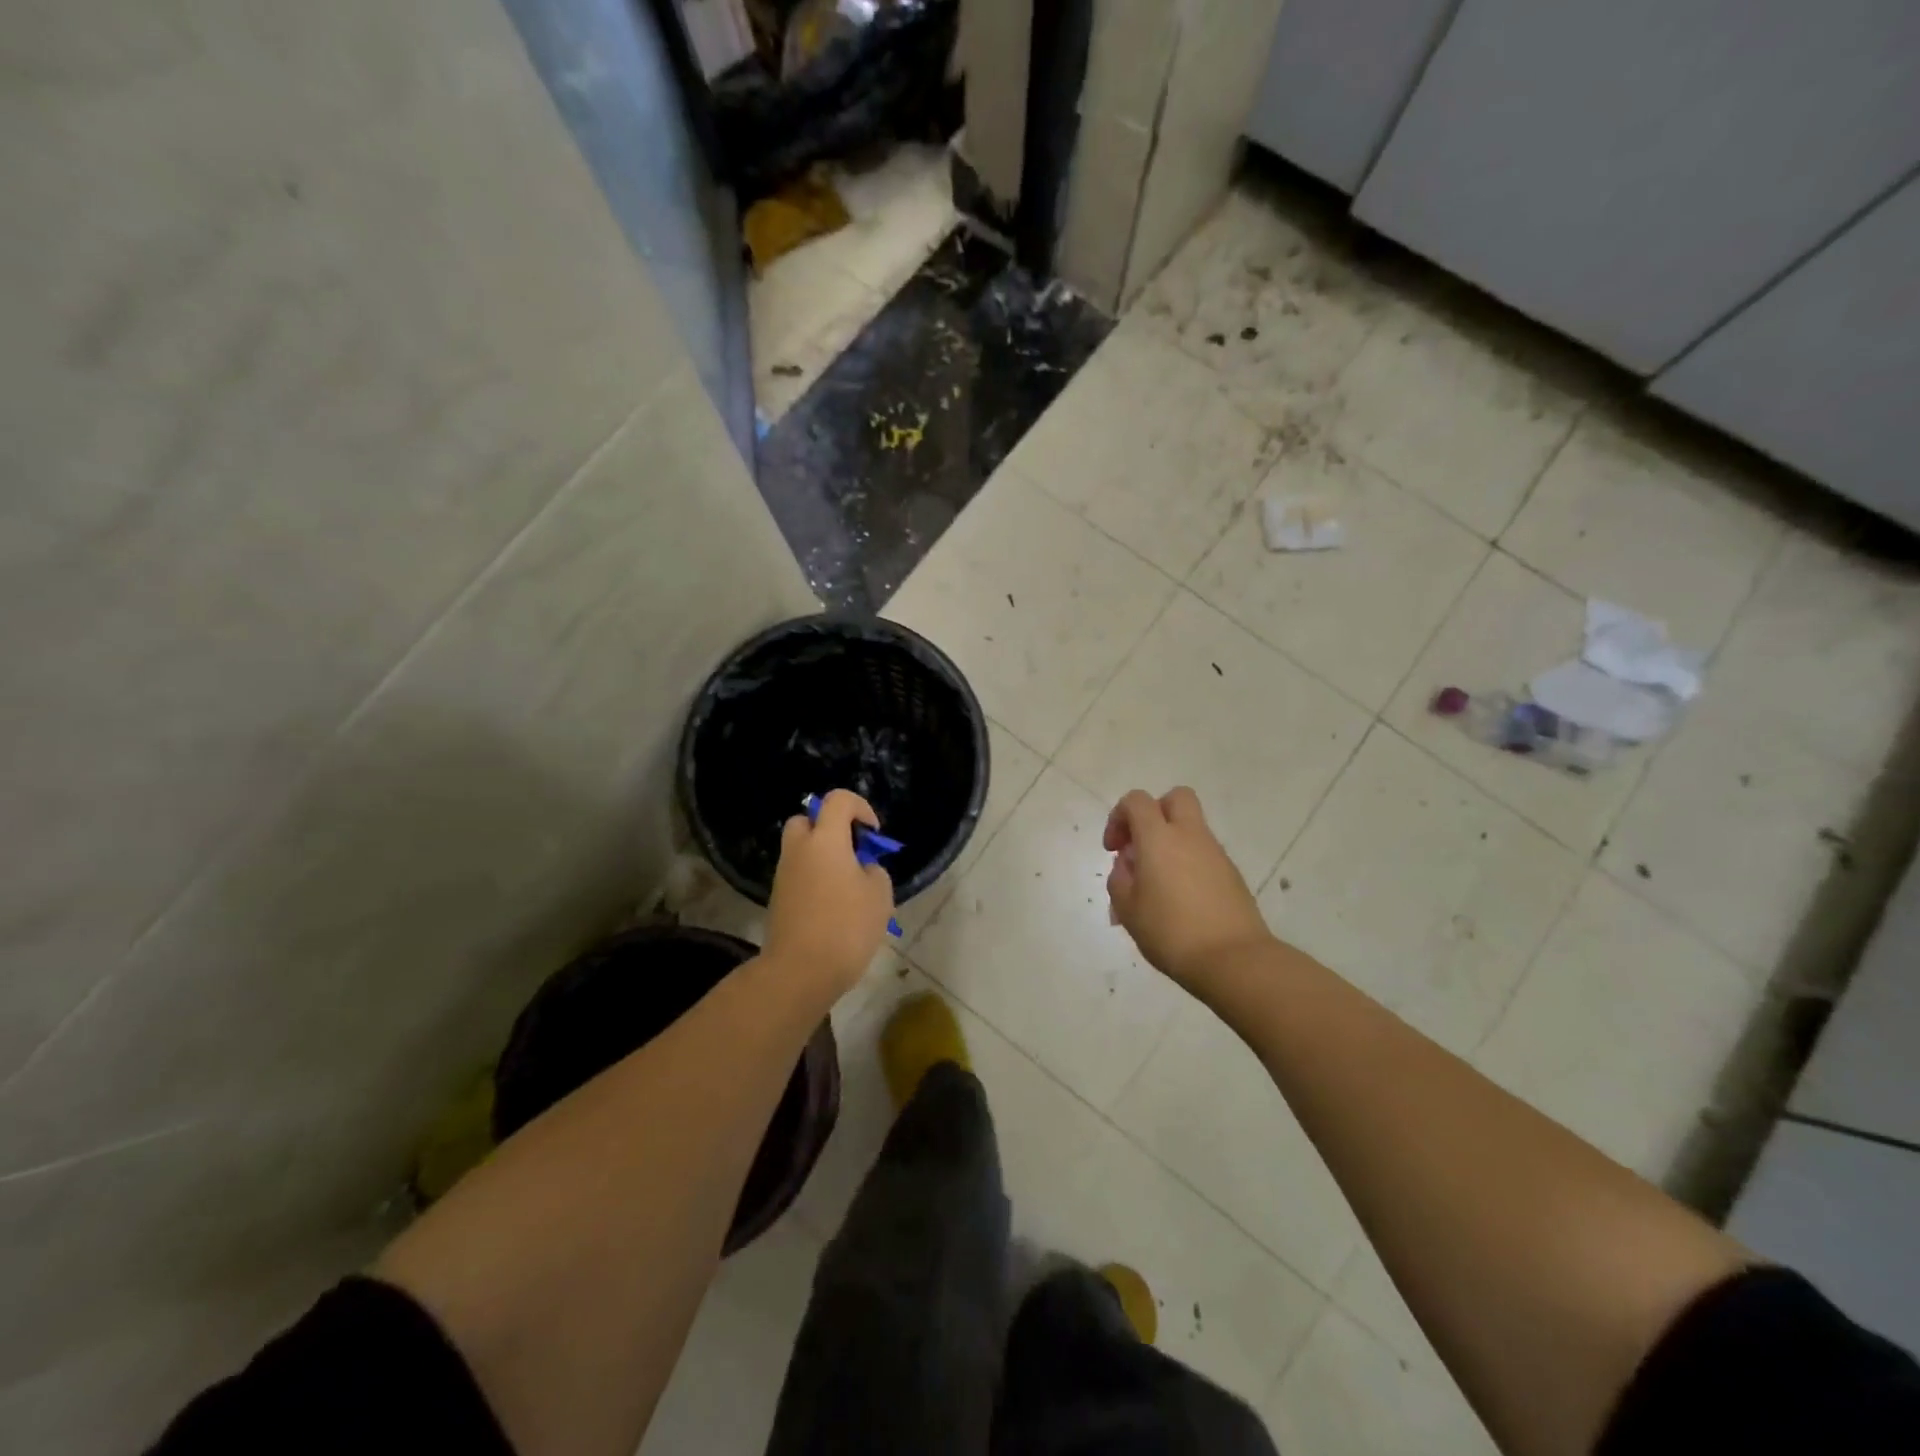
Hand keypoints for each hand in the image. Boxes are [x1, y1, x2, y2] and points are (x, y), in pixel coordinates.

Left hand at [764, 789, 894, 998]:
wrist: (800, 971)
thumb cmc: (846, 927)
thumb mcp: (879, 895)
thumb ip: (873, 870)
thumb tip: (861, 869)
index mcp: (825, 840)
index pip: (838, 800)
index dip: (860, 807)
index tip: (873, 834)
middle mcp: (799, 849)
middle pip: (807, 820)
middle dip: (830, 828)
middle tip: (852, 853)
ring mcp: (784, 874)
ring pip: (801, 849)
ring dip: (822, 855)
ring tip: (848, 885)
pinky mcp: (778, 898)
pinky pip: (798, 873)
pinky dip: (814, 878)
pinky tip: (833, 905)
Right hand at [1105, 787, 1271, 993]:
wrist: (1234, 960)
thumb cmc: (1171, 932)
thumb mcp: (1128, 909)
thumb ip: (1120, 878)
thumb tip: (1129, 863)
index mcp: (1159, 838)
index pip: (1136, 801)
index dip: (1118, 817)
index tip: (1114, 849)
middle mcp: (1190, 836)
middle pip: (1175, 798)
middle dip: (1154, 814)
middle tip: (1141, 847)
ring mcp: (1216, 854)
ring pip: (1191, 828)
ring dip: (1170, 843)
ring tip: (1156, 886)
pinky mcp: (1232, 874)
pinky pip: (1204, 855)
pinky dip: (1188, 864)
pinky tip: (1180, 901)